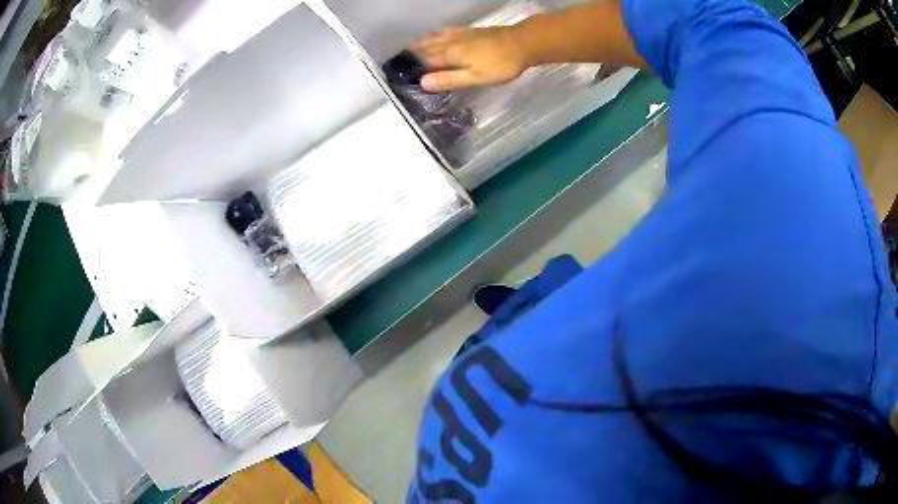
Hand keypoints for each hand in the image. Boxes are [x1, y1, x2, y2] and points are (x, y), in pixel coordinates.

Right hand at [411, 26, 530, 91]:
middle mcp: (452, 42)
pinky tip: (439, 32)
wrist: (522, 43)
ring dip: (423, 41)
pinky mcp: (472, 31)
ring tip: (412, 44)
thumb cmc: (500, 64)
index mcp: (451, 55)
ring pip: (437, 37)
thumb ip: (449, 79)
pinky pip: (448, 30)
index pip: (426, 60)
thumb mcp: (476, 77)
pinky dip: (438, 33)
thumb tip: (423, 82)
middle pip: (429, 46)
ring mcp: (462, 35)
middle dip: (414, 51)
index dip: (413, 65)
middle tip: (401, 56)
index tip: (400, 70)